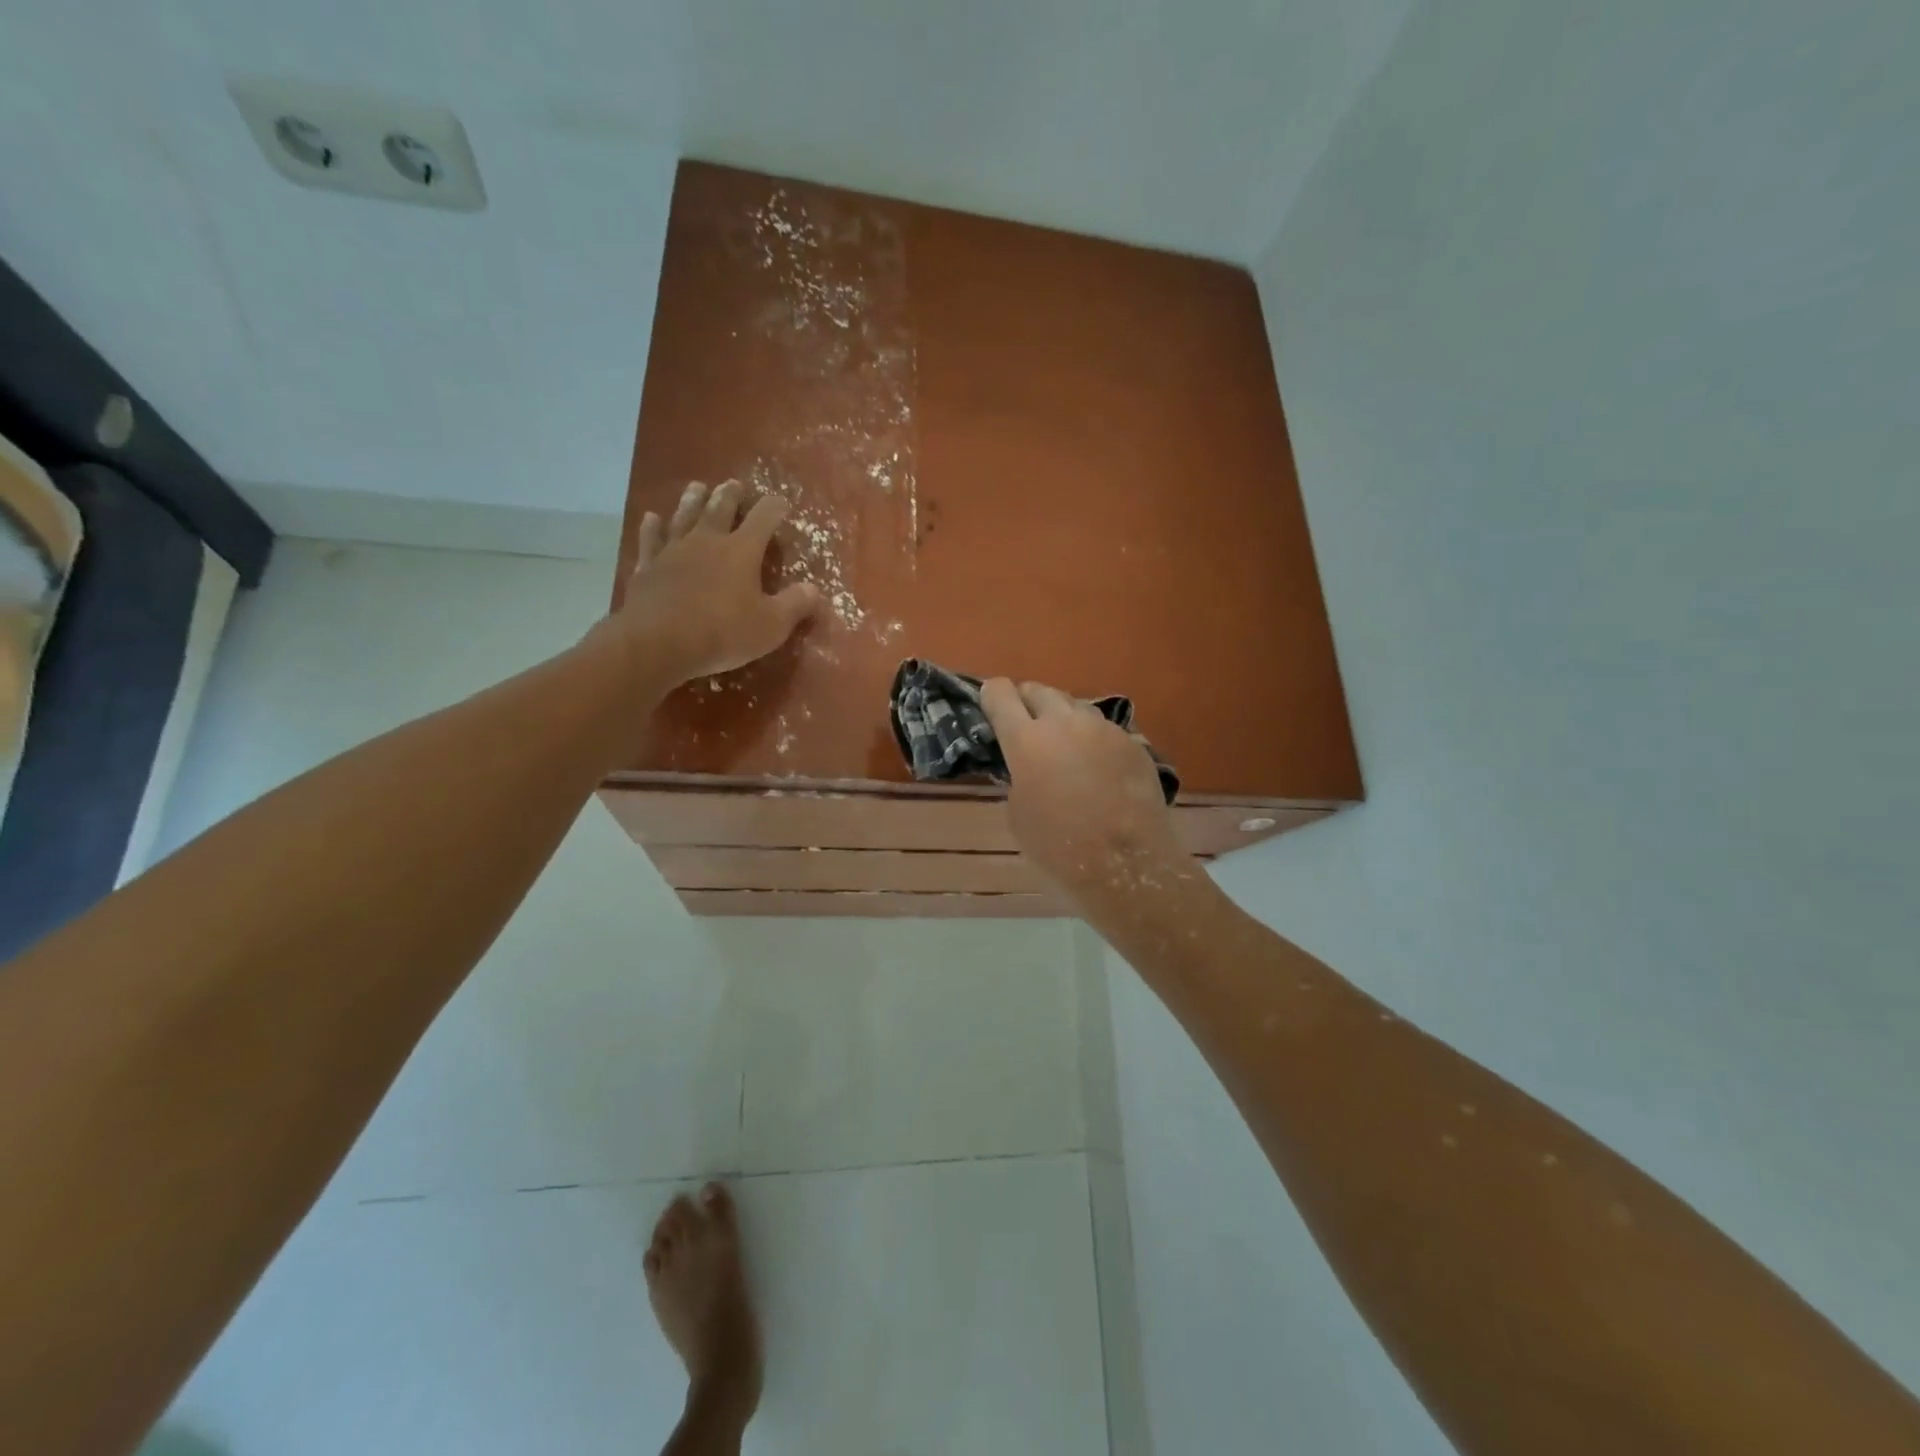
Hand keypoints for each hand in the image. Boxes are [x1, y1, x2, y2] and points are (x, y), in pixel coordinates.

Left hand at [607, 480, 821, 685]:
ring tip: (697, 487)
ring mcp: (673, 550)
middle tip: (733, 484)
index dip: (774, 508)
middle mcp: (707, 540)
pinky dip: (652, 527)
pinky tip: (652, 518)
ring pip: (684, 516)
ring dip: (692, 500)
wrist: (658, 642)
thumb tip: (814, 589)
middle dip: (730, 495)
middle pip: (720, 508)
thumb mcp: (771, 626)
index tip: (781, 502)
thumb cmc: (723, 632)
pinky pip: (650, 540)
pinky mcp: (647, 567)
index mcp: (742, 550)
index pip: (763, 518)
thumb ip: (795, 605)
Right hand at [980, 678, 1190, 910]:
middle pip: (1039, 690)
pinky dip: (1093, 739)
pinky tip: (1097, 765)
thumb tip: (1026, 766)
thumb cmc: (1059, 846)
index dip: (993, 695)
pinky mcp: (1131, 741)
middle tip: (1026, 725)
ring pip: (1074, 706)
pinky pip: (1104, 729)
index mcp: (1026, 740)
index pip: (1001, 694)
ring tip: (1063, 744)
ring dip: (1062, 718)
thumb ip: (1018, 777)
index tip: (990, 704)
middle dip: (1028, 702)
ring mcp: (1102, 728)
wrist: (1125, 860)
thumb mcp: (1018, 813)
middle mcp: (1063, 722)